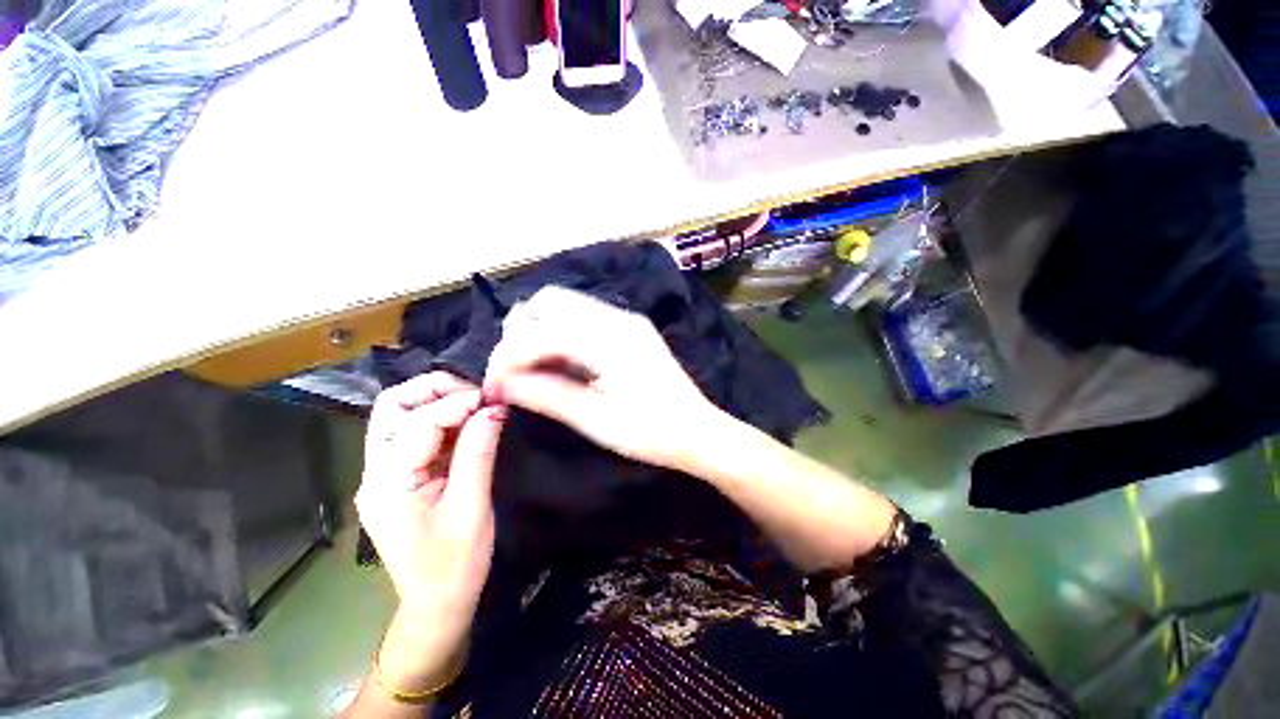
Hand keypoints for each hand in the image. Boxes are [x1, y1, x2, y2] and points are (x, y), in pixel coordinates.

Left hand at [354, 372, 506, 680]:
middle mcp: (375, 472)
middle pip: (392, 406)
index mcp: (389, 484)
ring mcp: (382, 474)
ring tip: (476, 407)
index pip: (418, 422)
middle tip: (477, 395)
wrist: (437, 603)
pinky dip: (441, 420)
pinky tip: (467, 425)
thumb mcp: (472, 506)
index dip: (459, 403)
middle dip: (436, 390)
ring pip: (399, 415)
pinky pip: (413, 433)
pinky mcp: (397, 476)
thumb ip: (478, 452)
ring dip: (438, 401)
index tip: (494, 400)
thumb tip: (494, 409)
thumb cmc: (455, 564)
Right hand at [483, 286, 722, 470]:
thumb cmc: (651, 432)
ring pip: (565, 306)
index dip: (506, 356)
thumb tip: (500, 384)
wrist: (698, 431)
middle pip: (550, 302)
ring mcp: (625, 320)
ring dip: (539, 330)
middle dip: (520, 332)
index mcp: (609, 338)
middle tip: (512, 372)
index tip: (492, 387)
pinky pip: (583, 318)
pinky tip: (558, 362)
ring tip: (531, 369)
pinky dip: (561, 334)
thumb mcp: (595, 419)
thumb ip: (545, 395)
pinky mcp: (629, 330)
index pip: (539, 331)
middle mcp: (616, 317)